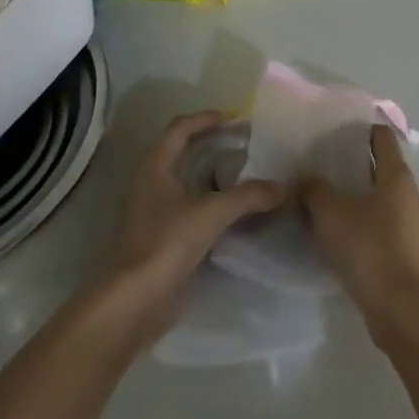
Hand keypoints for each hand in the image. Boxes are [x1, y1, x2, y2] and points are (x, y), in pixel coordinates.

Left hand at [107, 111, 286, 340]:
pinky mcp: (160, 238)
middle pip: (181, 152)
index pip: (180, 128)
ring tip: (244, 176)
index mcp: (155, 166)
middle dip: (211, 144)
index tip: (235, 119)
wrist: (136, 300)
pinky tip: (233, 212)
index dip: (206, 119)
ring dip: (212, 175)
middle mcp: (150, 183)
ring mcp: (152, 212)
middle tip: (243, 145)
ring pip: (185, 181)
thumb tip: (282, 188)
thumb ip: (250, 196)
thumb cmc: (168, 242)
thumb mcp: (213, 212)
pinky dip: (210, 203)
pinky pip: (189, 208)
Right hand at [302, 125, 418, 340]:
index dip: (362, 132)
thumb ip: (315, 189)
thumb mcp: (330, 213)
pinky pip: (390, 233)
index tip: (338, 136)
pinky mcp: (416, 257)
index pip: (383, 139)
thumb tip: (308, 180)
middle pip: (384, 172)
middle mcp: (414, 196)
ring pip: (388, 204)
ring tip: (334, 211)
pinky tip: (350, 245)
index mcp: (398, 177)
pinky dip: (372, 231)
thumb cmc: (368, 249)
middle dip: (358, 170)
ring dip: (365, 203)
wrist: (402, 310)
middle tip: (326, 174)